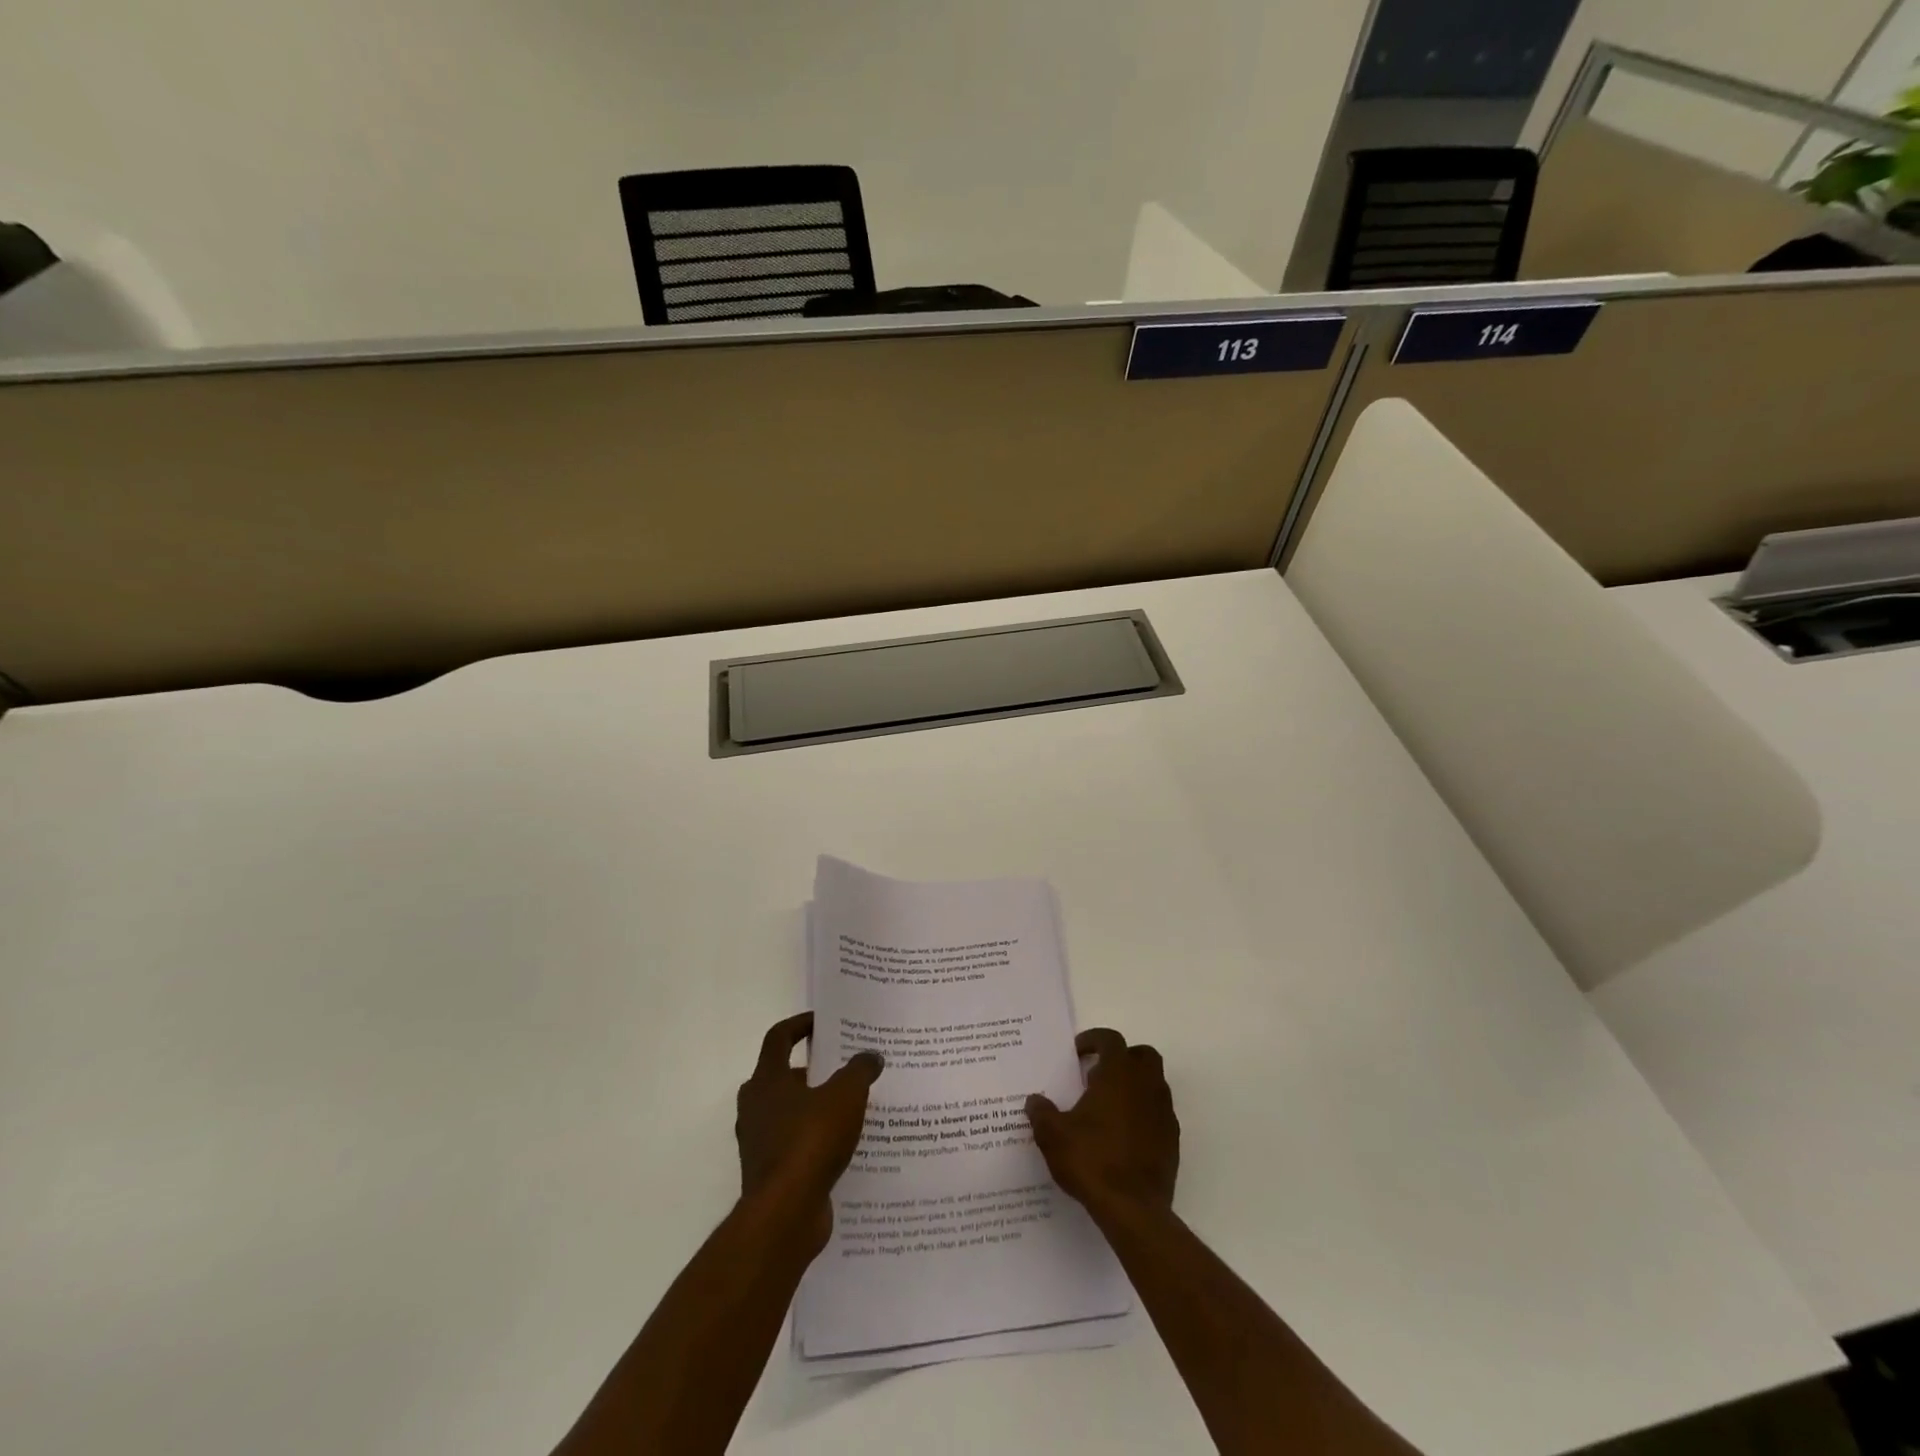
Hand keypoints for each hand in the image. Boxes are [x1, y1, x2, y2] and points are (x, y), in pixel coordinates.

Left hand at [735, 1013, 882, 1249]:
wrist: (785, 1215)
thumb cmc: (810, 1141)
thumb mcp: (845, 1095)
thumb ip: (859, 1070)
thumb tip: (871, 1055)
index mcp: (766, 1080)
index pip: (779, 1038)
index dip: (800, 1025)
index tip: (823, 1022)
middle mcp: (756, 1107)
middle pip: (783, 1075)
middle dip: (813, 1069)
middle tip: (845, 1066)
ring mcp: (759, 1142)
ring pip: (790, 1112)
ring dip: (816, 1105)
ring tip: (852, 1104)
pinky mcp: (770, 1172)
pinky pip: (795, 1144)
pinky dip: (816, 1138)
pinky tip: (846, 1142)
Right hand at [1027, 1028, 1178, 1220]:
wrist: (1133, 1209)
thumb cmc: (1091, 1160)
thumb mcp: (1053, 1135)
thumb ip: (1041, 1112)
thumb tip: (1034, 1101)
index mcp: (1118, 1074)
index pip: (1111, 1039)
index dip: (1093, 1039)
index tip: (1078, 1051)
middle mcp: (1146, 1085)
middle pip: (1142, 1055)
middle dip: (1122, 1058)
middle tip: (1098, 1074)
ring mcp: (1164, 1113)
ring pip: (1154, 1083)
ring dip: (1134, 1086)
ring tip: (1108, 1107)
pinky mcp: (1172, 1140)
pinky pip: (1159, 1113)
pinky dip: (1144, 1113)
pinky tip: (1123, 1135)